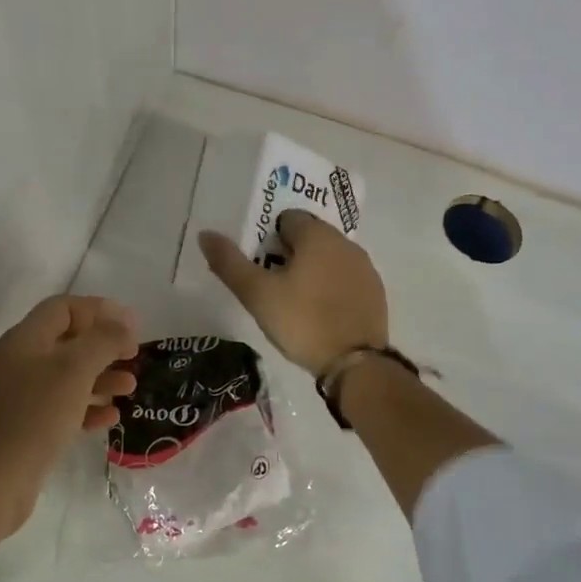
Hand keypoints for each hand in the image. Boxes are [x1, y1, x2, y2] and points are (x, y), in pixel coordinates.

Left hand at [0, 295, 139, 534]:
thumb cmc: (32, 416)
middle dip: (104, 346)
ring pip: (68, 377)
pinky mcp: (27, 430)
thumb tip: (124, 321)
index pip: (64, 308)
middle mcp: (21, 363)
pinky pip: (63, 410)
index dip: (98, 310)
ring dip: (101, 378)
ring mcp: (22, 398)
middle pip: (68, 342)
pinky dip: (88, 409)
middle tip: (134, 357)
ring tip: (130, 388)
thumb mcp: (73, 370)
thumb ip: (102, 340)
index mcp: (26, 339)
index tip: (131, 325)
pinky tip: (110, 418)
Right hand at [198, 211, 387, 374]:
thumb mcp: (257, 294)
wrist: (354, 362)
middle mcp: (345, 243)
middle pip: (310, 236)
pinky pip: (346, 278)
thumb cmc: (301, 321)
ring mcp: (365, 268)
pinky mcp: (375, 292)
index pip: (288, 219)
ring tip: (295, 300)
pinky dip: (332, 287)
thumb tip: (205, 234)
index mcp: (317, 235)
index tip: (260, 265)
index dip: (269, 238)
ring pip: (330, 257)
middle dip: (290, 253)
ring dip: (312, 269)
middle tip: (273, 284)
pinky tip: (321, 312)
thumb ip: (229, 263)